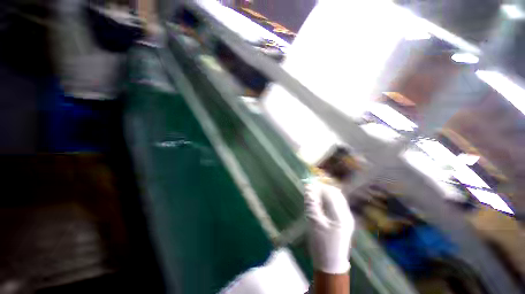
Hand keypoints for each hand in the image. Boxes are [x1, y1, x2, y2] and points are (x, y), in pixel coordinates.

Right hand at [305, 182, 353, 274]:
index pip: (331, 193)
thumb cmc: (321, 244)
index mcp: (340, 215)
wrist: (331, 263)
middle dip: (322, 189)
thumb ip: (311, 204)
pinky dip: (327, 200)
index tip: (308, 184)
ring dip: (324, 194)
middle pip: (335, 193)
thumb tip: (308, 188)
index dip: (319, 186)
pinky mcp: (344, 220)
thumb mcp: (314, 223)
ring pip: (336, 198)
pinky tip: (319, 204)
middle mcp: (346, 214)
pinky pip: (336, 204)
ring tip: (313, 196)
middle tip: (310, 190)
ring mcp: (346, 217)